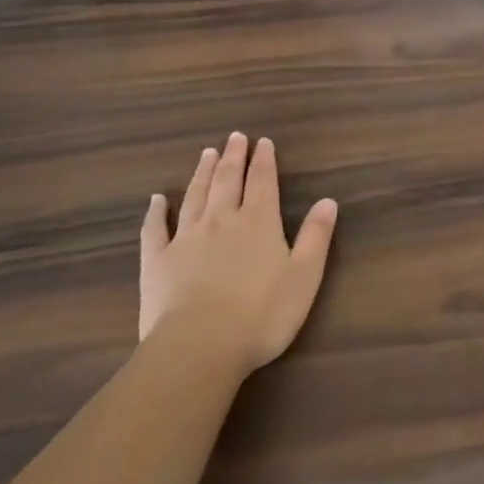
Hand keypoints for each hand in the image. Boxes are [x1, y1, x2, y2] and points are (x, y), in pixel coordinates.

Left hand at [139, 132, 338, 374]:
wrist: (200, 346)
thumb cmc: (262, 314)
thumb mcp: (304, 276)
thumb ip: (316, 236)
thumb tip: (328, 201)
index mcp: (258, 222)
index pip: (263, 182)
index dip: (264, 161)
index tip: (263, 141)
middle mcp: (221, 221)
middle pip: (227, 181)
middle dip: (233, 157)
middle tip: (234, 137)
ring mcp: (186, 239)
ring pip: (195, 196)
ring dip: (202, 173)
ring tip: (206, 154)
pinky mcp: (157, 261)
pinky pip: (156, 229)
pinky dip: (156, 212)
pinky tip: (157, 200)